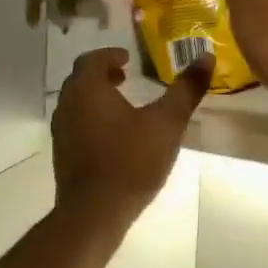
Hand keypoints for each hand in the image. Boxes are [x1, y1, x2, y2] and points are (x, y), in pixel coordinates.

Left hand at [52, 47, 211, 226]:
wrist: (95, 212)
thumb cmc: (131, 160)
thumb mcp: (167, 123)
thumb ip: (186, 89)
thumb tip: (206, 56)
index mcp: (87, 89)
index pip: (93, 59)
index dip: (111, 55)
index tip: (128, 59)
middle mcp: (67, 105)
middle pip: (81, 80)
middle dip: (103, 75)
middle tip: (125, 77)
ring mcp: (61, 132)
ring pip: (77, 104)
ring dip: (97, 98)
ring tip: (123, 106)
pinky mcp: (63, 156)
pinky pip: (76, 126)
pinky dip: (92, 120)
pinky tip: (114, 137)